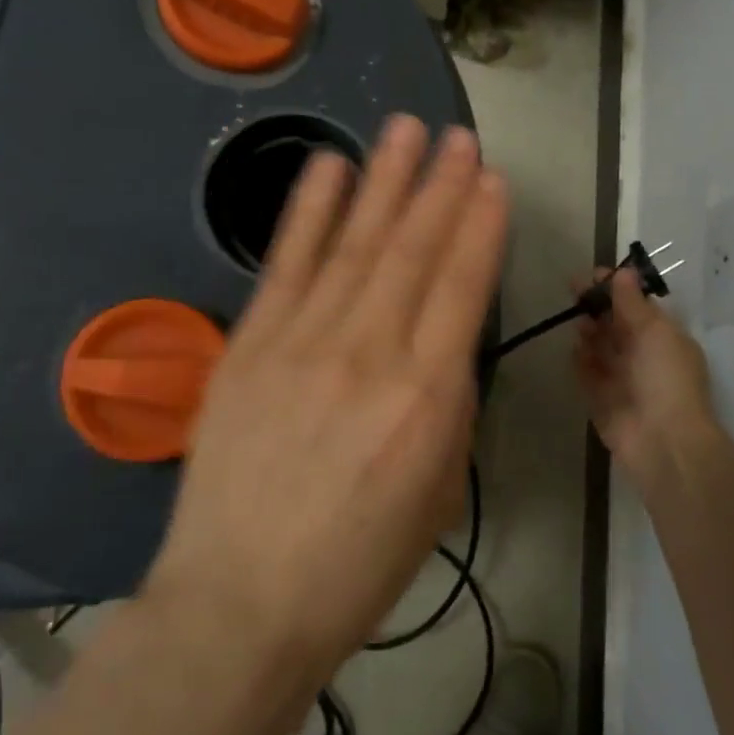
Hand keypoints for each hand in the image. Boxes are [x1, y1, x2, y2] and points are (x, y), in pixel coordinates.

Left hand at [143, 115, 508, 696]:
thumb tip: (444, 353)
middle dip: (441, 186)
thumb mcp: (439, 495)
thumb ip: (450, 411)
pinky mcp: (249, 346)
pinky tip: (330, 167)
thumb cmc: (357, 566)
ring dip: (385, 180)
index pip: (462, 285)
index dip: (480, 225)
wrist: (241, 604)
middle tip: (459, 137)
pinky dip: (309, 210)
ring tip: (406, 130)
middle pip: (413, 249)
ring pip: (355, 242)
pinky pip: (286, 263)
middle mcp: (370, 352)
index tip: (492, 180)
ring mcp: (303, 341)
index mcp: (428, 396)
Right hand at [574, 267, 716, 491]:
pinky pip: (587, 373)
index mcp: (664, 337)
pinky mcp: (601, 399)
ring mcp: (621, 378)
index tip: (593, 276)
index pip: (637, 305)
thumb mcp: (655, 331)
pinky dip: (580, 360)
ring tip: (577, 322)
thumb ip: (632, 303)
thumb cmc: (666, 379)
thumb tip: (622, 272)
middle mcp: (643, 355)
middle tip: (574, 292)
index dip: (616, 289)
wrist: (662, 441)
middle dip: (597, 307)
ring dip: (589, 331)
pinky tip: (574, 349)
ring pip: (600, 347)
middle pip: (616, 324)